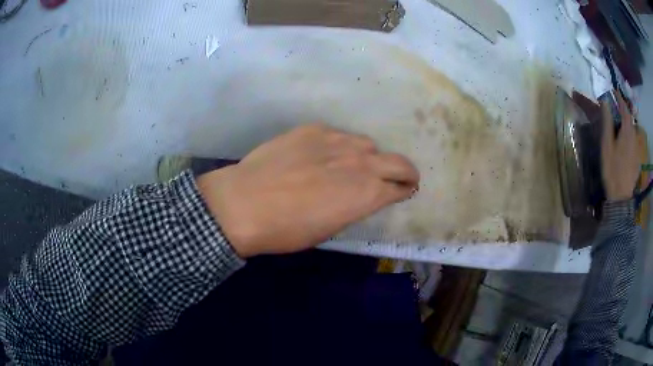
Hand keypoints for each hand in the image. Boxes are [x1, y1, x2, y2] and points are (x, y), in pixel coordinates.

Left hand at [196, 124, 419, 257]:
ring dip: (368, 157)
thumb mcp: (329, 228)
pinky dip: (340, 146)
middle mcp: (360, 162)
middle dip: (405, 171)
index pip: (400, 186)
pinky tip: (322, 156)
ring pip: (366, 144)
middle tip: (401, 177)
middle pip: (397, 161)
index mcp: (367, 193)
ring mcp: (337, 140)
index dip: (405, 189)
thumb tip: (361, 195)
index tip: (405, 190)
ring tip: (353, 165)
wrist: (244, 203)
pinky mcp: (314, 129)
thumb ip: (353, 206)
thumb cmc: (287, 229)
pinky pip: (338, 135)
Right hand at [601, 92, 639, 201]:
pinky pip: (635, 141)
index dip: (620, 98)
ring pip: (633, 130)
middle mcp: (634, 137)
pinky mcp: (638, 158)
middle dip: (624, 110)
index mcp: (627, 132)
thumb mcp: (607, 145)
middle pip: (630, 119)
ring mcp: (637, 149)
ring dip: (627, 123)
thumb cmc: (612, 169)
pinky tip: (626, 141)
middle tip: (617, 107)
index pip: (625, 109)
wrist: (621, 196)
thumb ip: (608, 123)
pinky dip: (630, 135)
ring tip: (621, 124)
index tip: (614, 91)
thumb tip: (606, 102)